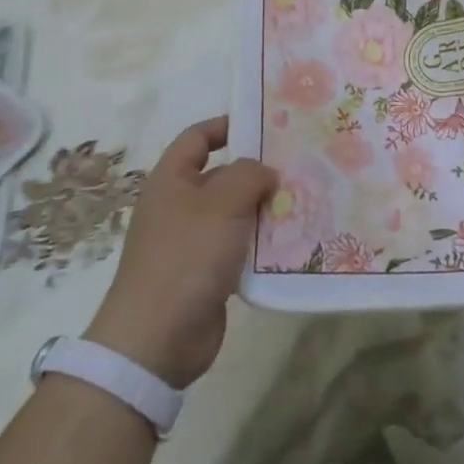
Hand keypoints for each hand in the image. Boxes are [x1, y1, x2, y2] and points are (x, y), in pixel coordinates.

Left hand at [83, 117, 276, 388]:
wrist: (157, 338)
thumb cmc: (187, 256)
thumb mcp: (223, 203)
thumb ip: (249, 175)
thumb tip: (265, 173)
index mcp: (171, 180)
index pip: (197, 138)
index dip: (227, 126)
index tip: (265, 125)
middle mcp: (178, 206)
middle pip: (222, 176)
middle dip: (257, 172)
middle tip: (300, 166)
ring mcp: (191, 242)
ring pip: (235, 214)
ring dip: (265, 210)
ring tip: (305, 201)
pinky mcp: (206, 274)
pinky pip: (238, 248)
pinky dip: (261, 244)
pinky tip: (292, 243)